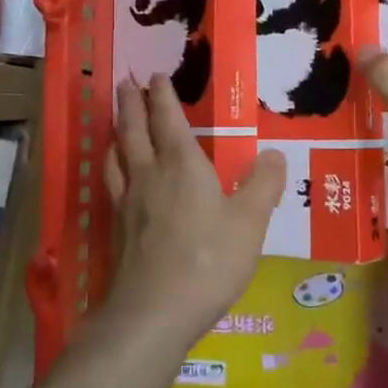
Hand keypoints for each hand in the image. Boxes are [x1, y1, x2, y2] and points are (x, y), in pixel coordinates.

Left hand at [100, 76, 286, 352]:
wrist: (153, 312)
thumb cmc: (208, 261)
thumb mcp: (249, 223)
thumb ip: (263, 185)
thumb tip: (275, 154)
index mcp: (182, 165)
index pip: (168, 119)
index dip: (162, 96)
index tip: (155, 76)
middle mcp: (149, 175)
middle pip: (134, 129)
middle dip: (131, 103)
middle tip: (125, 82)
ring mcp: (127, 202)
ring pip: (116, 155)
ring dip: (116, 132)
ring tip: (116, 124)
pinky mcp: (117, 228)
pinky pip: (112, 183)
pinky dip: (112, 167)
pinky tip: (116, 177)